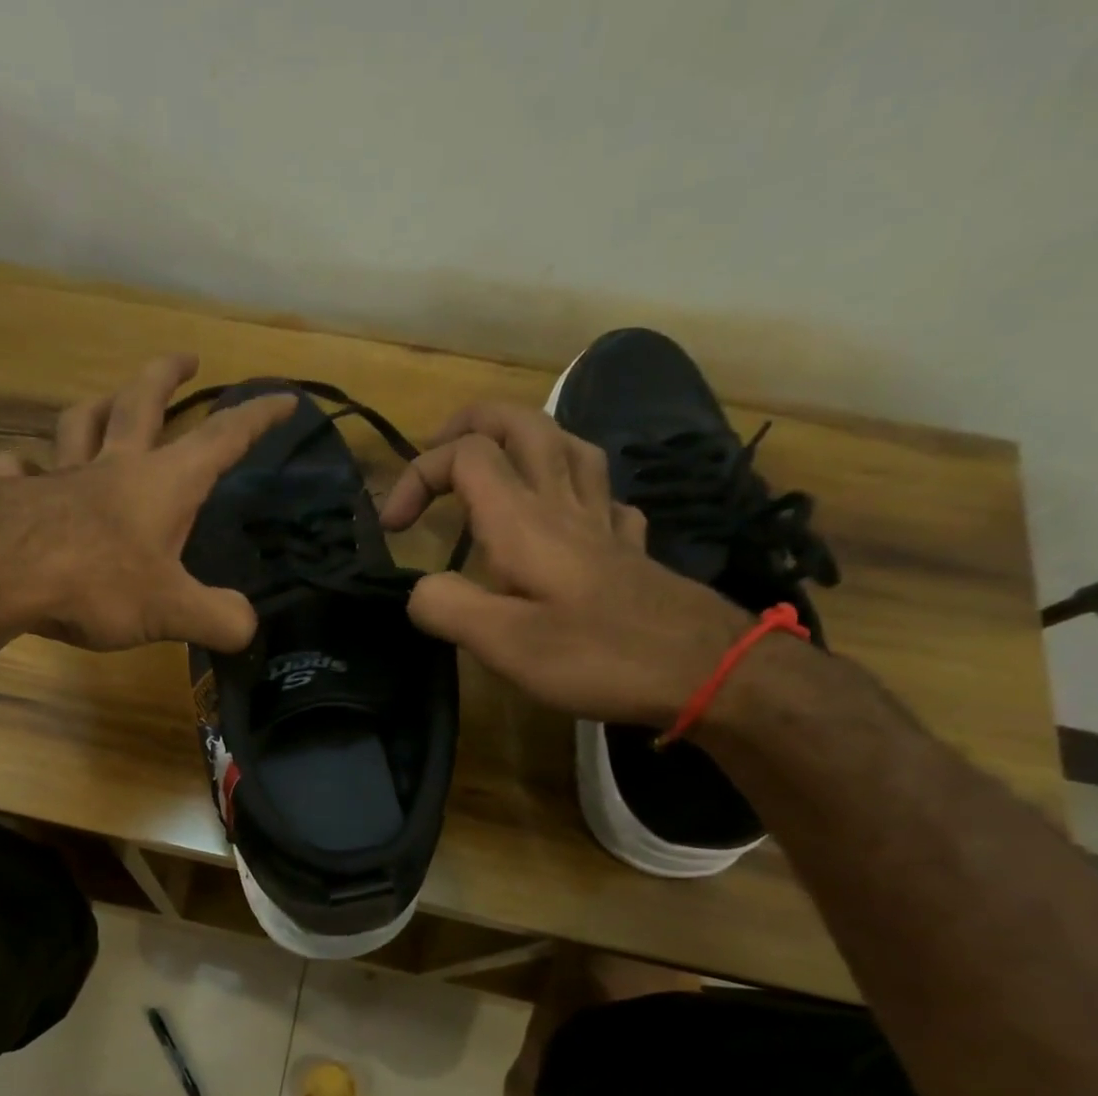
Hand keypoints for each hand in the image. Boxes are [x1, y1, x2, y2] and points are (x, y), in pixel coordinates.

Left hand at [0, 353, 293, 650]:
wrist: (2, 574)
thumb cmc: (99, 583)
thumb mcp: (172, 610)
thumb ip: (217, 618)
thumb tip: (246, 626)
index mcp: (164, 483)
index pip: (222, 438)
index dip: (257, 417)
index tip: (284, 397)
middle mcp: (114, 466)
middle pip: (142, 402)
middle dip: (167, 376)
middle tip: (184, 358)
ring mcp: (62, 477)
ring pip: (78, 424)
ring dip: (95, 406)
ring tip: (103, 400)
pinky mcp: (17, 497)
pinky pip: (18, 472)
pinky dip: (20, 468)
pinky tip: (16, 469)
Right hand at [380, 403, 749, 723]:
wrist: (705, 670)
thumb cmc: (597, 655)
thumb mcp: (503, 644)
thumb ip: (446, 608)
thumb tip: (419, 591)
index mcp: (524, 520)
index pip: (464, 456)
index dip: (417, 476)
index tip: (392, 528)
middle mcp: (563, 504)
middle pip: (521, 424)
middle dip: (470, 424)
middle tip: (438, 453)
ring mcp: (604, 520)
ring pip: (567, 444)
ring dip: (523, 440)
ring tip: (496, 465)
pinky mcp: (630, 546)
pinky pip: (602, 494)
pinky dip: (573, 489)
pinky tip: (568, 515)